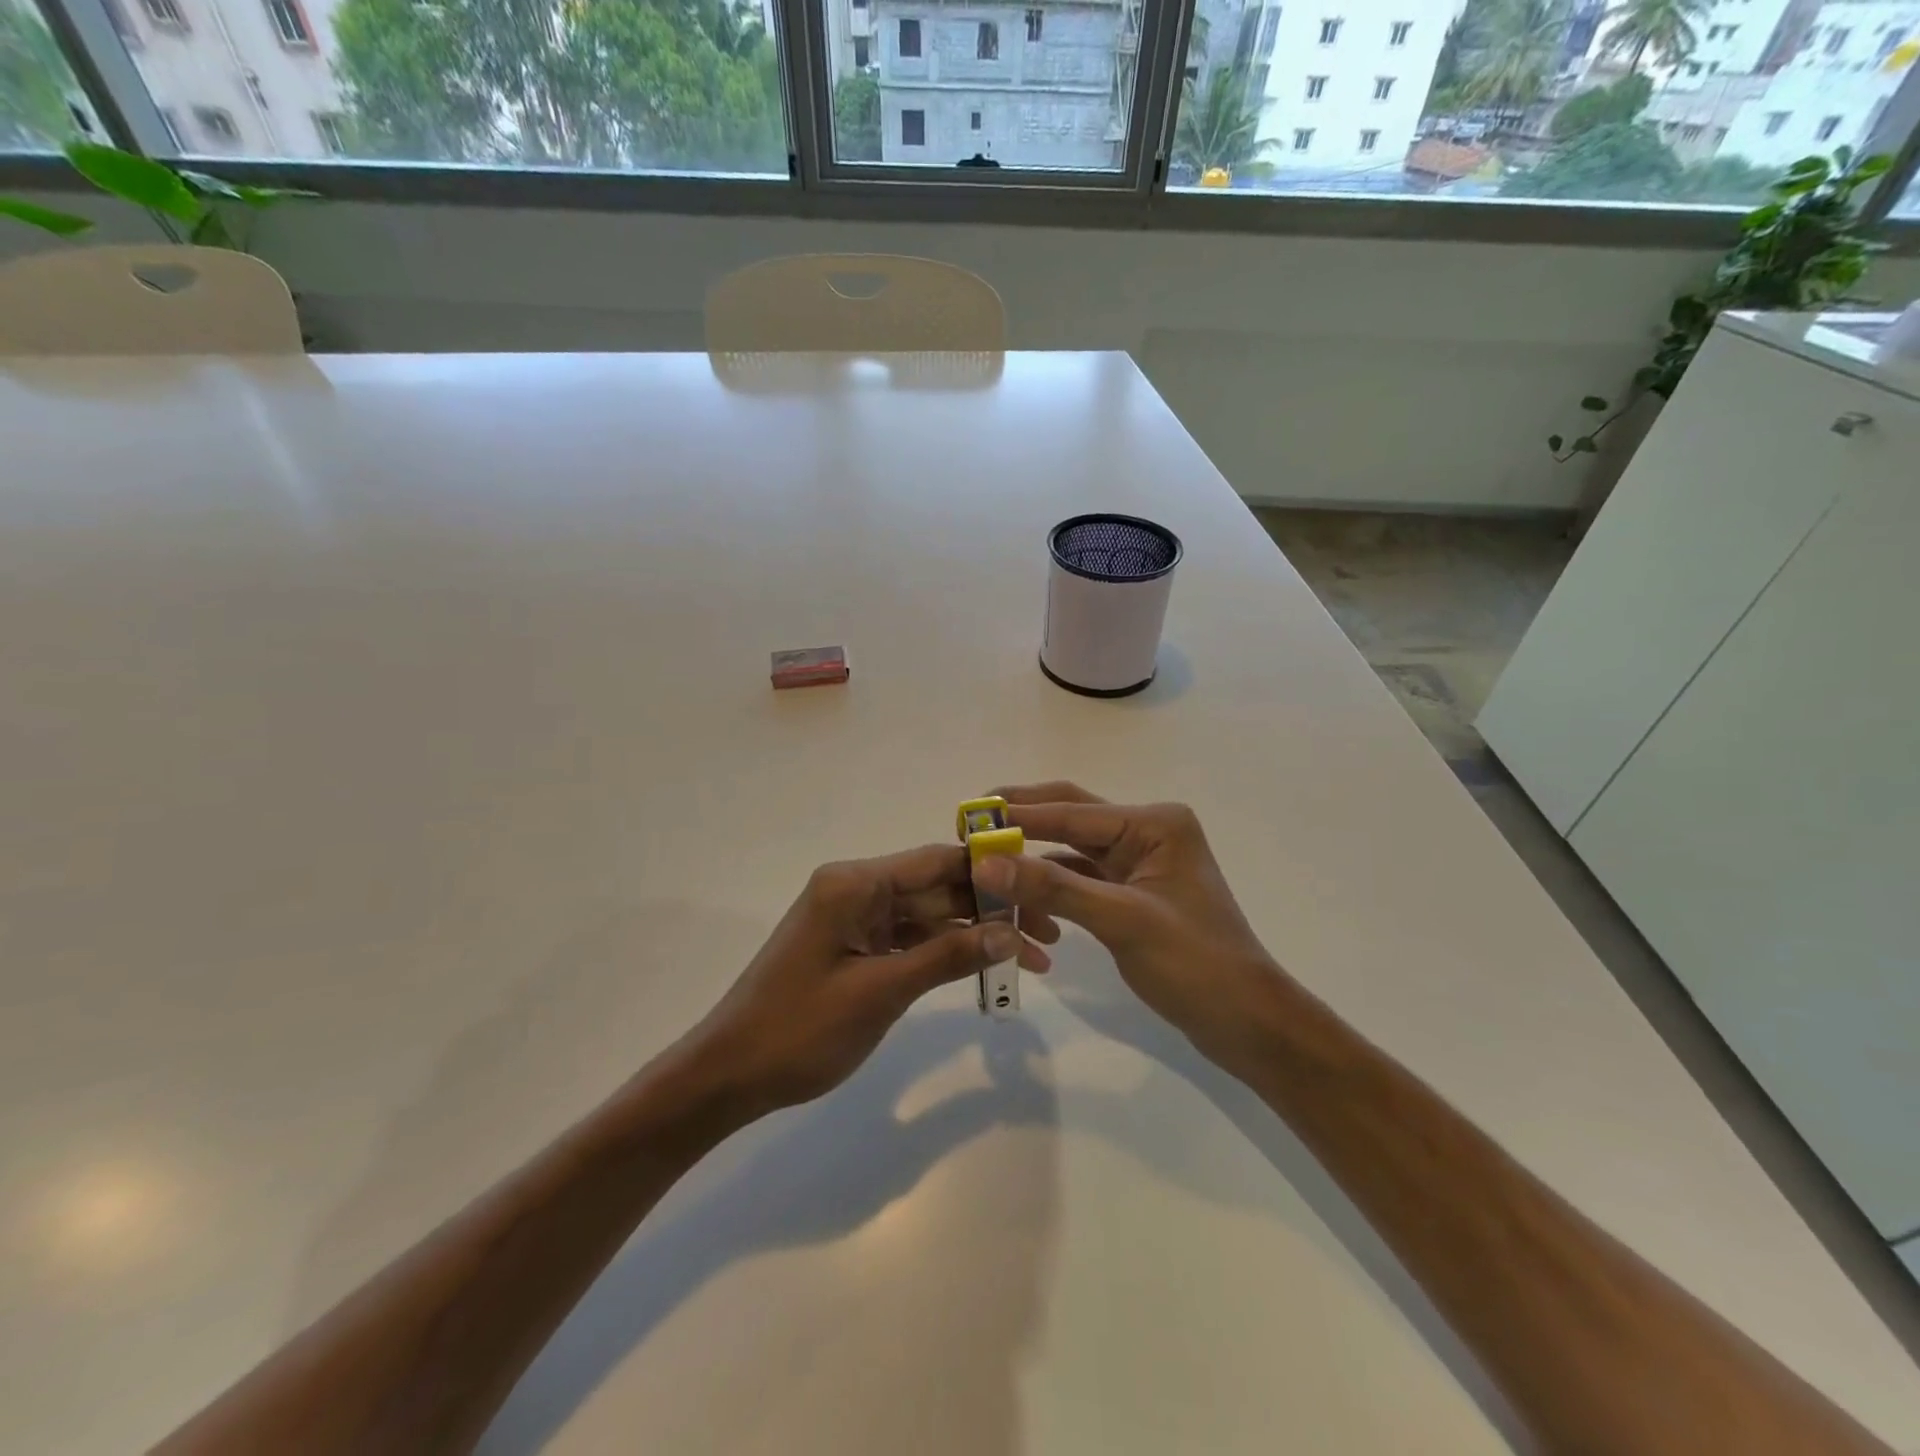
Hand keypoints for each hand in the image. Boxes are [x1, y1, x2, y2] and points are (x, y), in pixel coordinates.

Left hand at [678, 844, 1051, 1117]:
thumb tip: (1010, 931)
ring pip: (928, 914)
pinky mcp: (854, 945)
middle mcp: (855, 888)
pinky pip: (909, 938)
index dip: (990, 870)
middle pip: (936, 887)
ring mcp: (854, 917)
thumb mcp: (880, 992)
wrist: (729, 1075)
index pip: (935, 861)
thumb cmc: (799, 1030)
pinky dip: (945, 951)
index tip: (1041, 882)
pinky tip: (984, 964)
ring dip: (973, 933)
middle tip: (1049, 932)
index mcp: (854, 883)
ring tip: (1031, 956)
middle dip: (991, 908)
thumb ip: (947, 956)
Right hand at [971, 783, 1282, 1066]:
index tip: (967, 817)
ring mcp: (1139, 861)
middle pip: (1071, 815)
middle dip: (1021, 818)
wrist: (1248, 1022)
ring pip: (1072, 847)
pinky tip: (1018, 888)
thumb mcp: (1122, 921)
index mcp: (1154, 823)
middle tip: (969, 821)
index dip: (1017, 815)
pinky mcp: (1131, 891)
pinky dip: (1050, 881)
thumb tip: (984, 864)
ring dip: (1031, 851)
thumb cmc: (1195, 964)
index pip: (1072, 811)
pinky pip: (1081, 876)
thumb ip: (1052, 888)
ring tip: (983, 853)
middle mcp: (1146, 831)